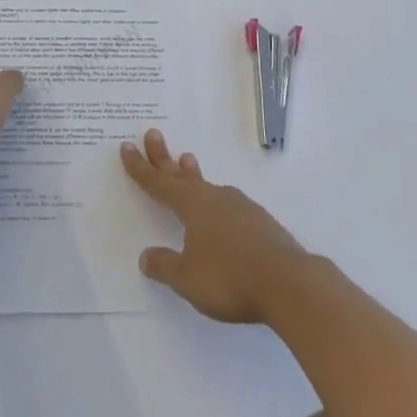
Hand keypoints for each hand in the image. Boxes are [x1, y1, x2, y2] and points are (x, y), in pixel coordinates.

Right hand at [121, 129, 309, 323]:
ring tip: (186, 161)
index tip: (128, 146)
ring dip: (193, 174)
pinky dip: (215, 198)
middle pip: (183, 175)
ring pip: (208, 185)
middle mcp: (215, 198)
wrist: (289, 283)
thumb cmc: (230, 278)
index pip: (160, 184)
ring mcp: (240, 207)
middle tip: (153, 134)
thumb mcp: (188, 278)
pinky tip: (222, 209)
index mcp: (193, 206)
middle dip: (164, 158)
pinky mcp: (260, 222)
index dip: (141, 168)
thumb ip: (165, 266)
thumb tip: (146, 256)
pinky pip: (228, 203)